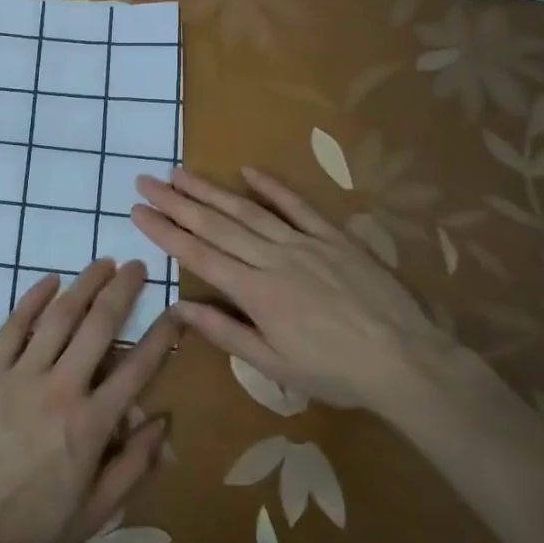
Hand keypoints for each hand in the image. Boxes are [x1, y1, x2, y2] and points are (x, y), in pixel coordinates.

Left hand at [0, 260, 179, 542]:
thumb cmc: (31, 527)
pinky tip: (49, 281)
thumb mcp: (94, 512)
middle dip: (122, 291)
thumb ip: (132, 467)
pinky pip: (13, 327)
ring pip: (59, 317)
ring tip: (102, 263)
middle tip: (137, 266)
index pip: (136, 369)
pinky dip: (32, 300)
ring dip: (83, 285)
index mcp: (91, 424)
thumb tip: (163, 422)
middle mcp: (61, 388)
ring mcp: (21, 375)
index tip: (177, 311)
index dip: (161, 337)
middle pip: (99, 327)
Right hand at [132, 167, 455, 415]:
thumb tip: (180, 308)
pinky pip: (298, 206)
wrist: (405, 360)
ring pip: (247, 211)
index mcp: (255, 293)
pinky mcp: (333, 237)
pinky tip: (248, 171)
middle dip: (177, 202)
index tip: (138, 210)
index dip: (165, 231)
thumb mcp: (274, 366)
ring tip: (180, 173)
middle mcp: (272, 259)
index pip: (199, 254)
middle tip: (146, 180)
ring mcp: (304, 243)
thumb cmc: (335, 372)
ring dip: (211, 190)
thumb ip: (226, 333)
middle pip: (216, 224)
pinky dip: (272, 187)